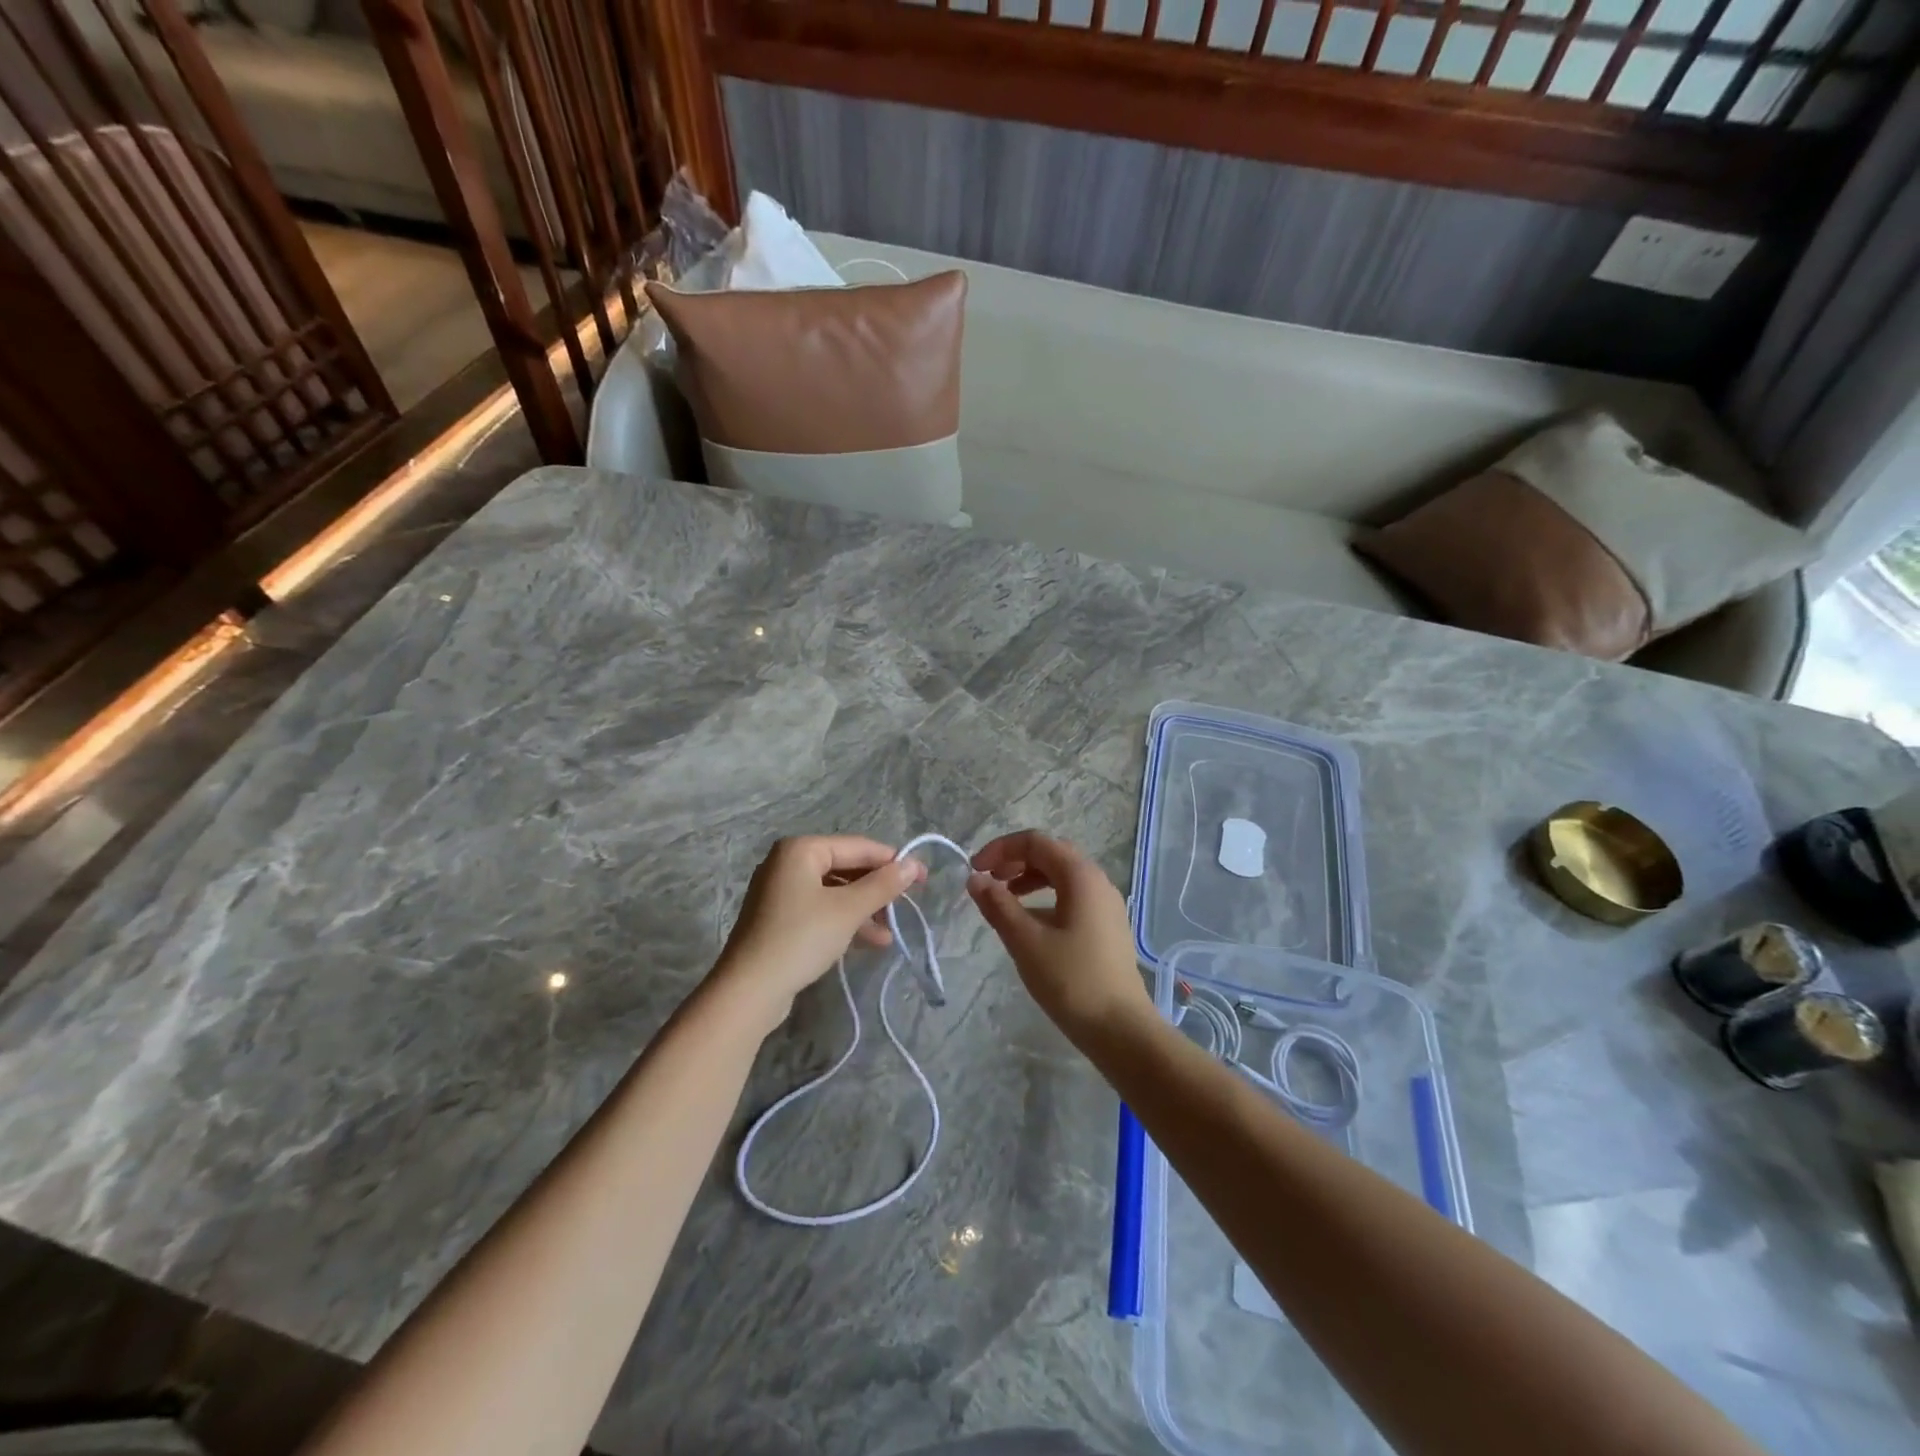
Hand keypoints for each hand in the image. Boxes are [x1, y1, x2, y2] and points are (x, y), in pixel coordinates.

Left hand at [709, 836, 925, 1031]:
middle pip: (846, 868)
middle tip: (907, 904)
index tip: (923, 878)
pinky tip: (871, 941)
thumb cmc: (801, 938)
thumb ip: (883, 885)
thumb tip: (914, 865)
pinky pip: (821, 909)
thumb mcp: (848, 910)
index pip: (858, 847)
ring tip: (891, 931)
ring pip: (835, 891)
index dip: (892, 861)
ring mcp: (781, 891)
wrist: (749, 990)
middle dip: (877, 888)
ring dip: (865, 909)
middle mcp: (788, 863)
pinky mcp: (780, 918)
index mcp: (801, 849)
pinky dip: (845, 921)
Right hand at [968, 831, 1152, 1040]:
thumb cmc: (1071, 980)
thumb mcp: (1026, 941)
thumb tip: (975, 879)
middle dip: (1015, 860)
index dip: (1001, 849)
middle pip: (1051, 854)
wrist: (1121, 1028)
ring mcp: (1106, 904)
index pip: (1036, 842)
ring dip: (1030, 879)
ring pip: (1063, 876)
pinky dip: (1046, 897)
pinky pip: (1072, 896)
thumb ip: (998, 905)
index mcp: (1080, 876)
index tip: (974, 870)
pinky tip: (1030, 923)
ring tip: (1004, 899)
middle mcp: (1097, 881)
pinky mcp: (1107, 926)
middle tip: (988, 881)